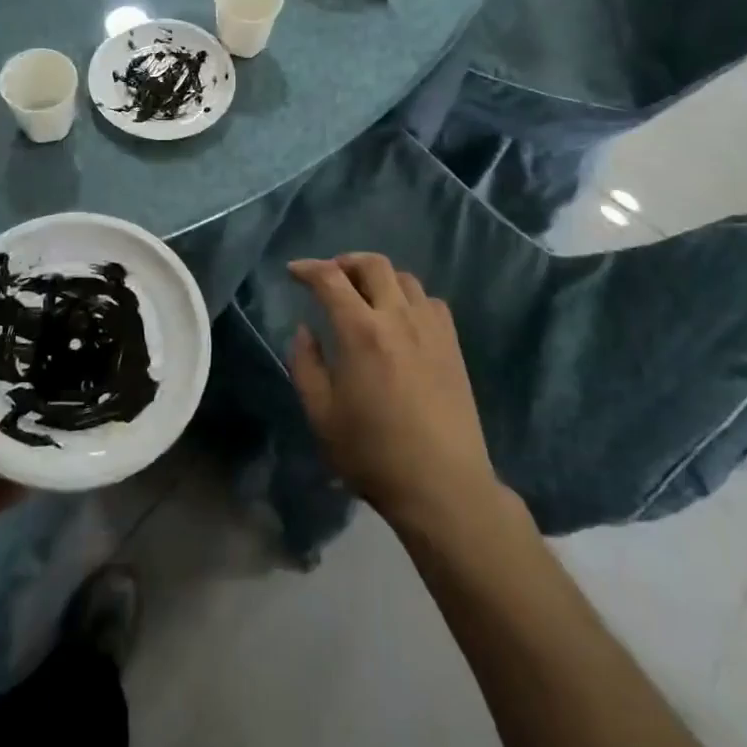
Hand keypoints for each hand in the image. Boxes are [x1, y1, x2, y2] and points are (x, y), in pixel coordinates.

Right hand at [287, 254, 500, 532]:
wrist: (442, 485)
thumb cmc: (373, 453)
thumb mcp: (321, 415)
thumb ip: (305, 365)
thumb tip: (305, 329)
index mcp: (361, 332)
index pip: (330, 279)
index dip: (308, 268)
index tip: (294, 271)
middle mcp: (398, 318)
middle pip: (373, 265)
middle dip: (345, 262)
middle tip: (329, 277)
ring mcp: (431, 329)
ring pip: (404, 278)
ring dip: (378, 277)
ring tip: (364, 294)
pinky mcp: (452, 345)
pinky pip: (430, 301)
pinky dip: (409, 297)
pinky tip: (401, 318)